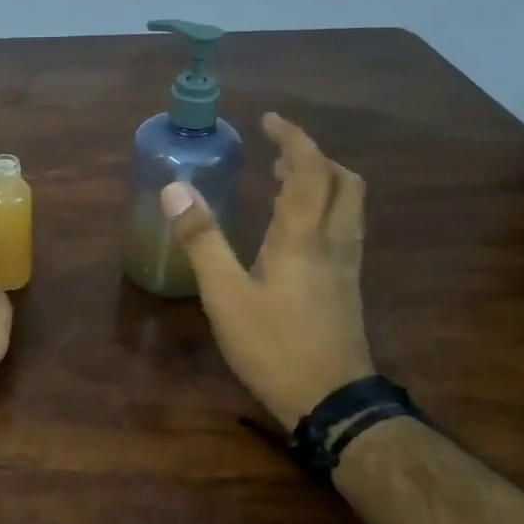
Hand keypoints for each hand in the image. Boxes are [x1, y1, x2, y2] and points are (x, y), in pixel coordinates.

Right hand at [161, 112, 374, 430]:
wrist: (333, 404)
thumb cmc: (274, 346)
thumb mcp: (226, 295)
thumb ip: (202, 240)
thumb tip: (175, 189)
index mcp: (304, 237)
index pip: (310, 170)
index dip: (293, 139)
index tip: (269, 120)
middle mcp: (334, 243)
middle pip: (343, 183)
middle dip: (314, 158)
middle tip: (277, 154)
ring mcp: (346, 267)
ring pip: (348, 207)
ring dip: (321, 183)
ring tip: (282, 182)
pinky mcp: (346, 289)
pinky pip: (342, 230)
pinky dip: (322, 211)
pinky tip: (294, 232)